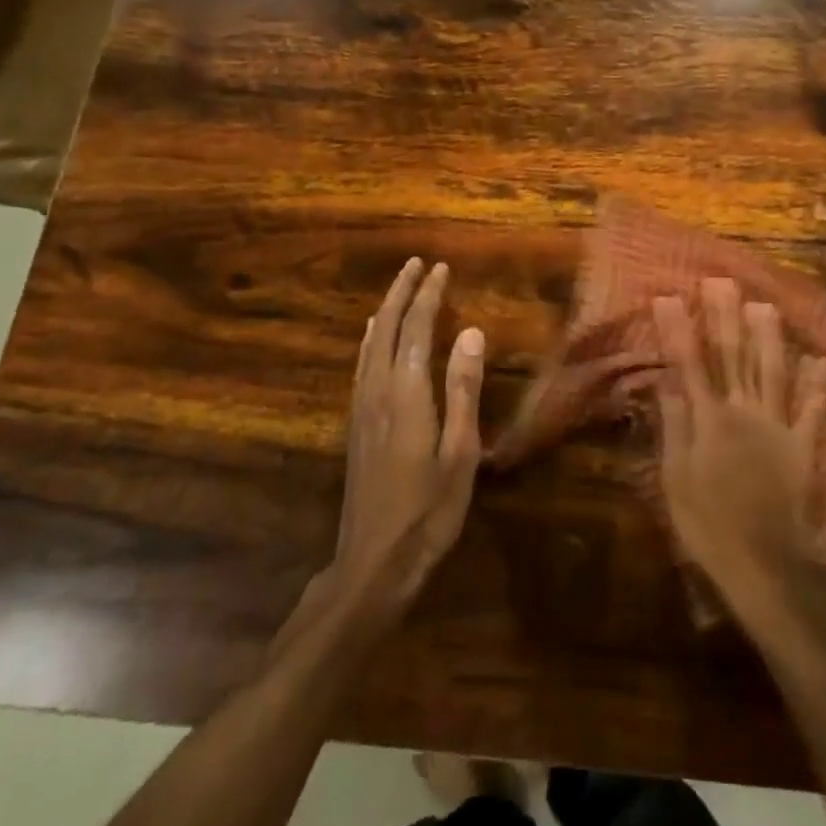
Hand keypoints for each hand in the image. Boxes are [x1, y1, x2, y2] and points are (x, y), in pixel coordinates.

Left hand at [328, 259, 484, 628]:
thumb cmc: (429, 510)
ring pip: (369, 345)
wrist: (373, 561)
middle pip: (386, 329)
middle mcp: (378, 391)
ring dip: (385, 311)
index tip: (441, 268)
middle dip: (401, 292)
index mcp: (407, 393)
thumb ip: (463, 389)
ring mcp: (361, 409)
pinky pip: (362, 364)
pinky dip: (371, 339)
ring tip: (398, 289)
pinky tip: (373, 340)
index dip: (428, 296)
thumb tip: (470, 332)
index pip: (416, 329)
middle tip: (416, 264)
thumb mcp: (460, 451)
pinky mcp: (355, 425)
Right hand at [652, 279, 825, 624]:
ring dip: (769, 338)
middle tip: (721, 282)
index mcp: (709, 422)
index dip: (679, 331)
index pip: (689, 366)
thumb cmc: (709, 526)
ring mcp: (778, 428)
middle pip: (733, 359)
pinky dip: (815, 385)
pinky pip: (811, 412)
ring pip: (772, 373)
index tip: (669, 297)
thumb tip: (666, 381)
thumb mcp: (676, 479)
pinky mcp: (803, 448)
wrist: (765, 566)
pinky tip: (818, 359)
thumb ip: (674, 427)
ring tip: (765, 304)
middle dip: (725, 319)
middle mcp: (744, 414)